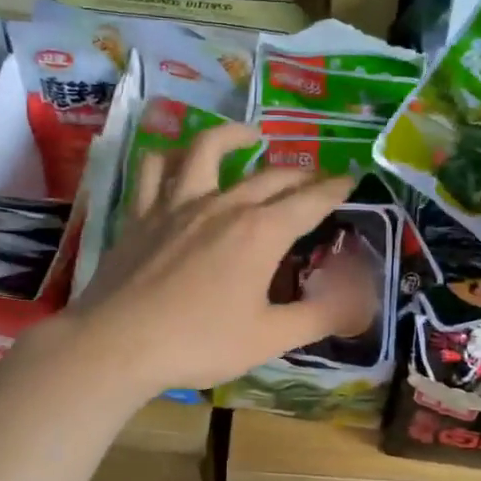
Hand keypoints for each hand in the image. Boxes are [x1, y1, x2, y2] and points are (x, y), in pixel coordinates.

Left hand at [65, 123, 377, 394]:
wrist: (118, 344)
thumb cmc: (200, 343)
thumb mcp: (270, 338)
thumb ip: (321, 315)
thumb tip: (363, 301)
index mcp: (261, 232)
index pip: (310, 201)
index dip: (335, 189)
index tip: (351, 179)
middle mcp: (223, 205)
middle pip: (270, 176)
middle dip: (300, 174)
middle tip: (316, 178)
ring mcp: (178, 203)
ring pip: (207, 150)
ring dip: (234, 136)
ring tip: (251, 136)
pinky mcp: (142, 212)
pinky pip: (154, 169)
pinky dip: (168, 156)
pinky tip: (176, 159)